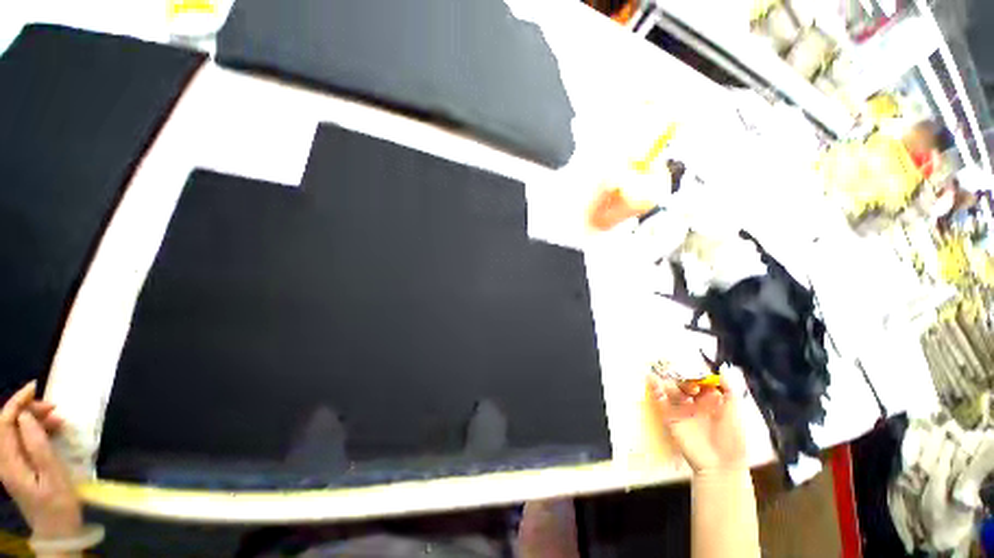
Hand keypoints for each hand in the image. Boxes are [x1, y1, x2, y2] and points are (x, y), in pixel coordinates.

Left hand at [0, 382, 81, 538]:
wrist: (58, 532)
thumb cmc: (58, 504)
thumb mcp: (52, 476)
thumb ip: (37, 446)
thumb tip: (26, 416)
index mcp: (9, 462)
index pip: (4, 422)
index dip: (17, 402)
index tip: (35, 387)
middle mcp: (5, 460)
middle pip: (8, 425)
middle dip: (28, 410)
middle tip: (54, 407)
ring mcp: (13, 465)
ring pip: (17, 431)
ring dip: (34, 419)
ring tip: (57, 418)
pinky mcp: (22, 467)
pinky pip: (24, 440)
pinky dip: (37, 430)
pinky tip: (52, 431)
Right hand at [648, 373, 747, 474]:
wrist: (720, 465)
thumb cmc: (732, 439)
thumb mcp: (735, 413)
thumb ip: (729, 390)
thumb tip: (723, 369)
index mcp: (711, 400)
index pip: (701, 380)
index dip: (698, 373)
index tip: (697, 370)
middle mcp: (695, 402)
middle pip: (684, 383)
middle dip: (684, 378)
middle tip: (688, 381)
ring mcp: (682, 409)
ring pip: (672, 389)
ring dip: (672, 383)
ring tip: (680, 388)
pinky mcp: (670, 417)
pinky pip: (661, 401)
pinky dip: (655, 390)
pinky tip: (651, 380)